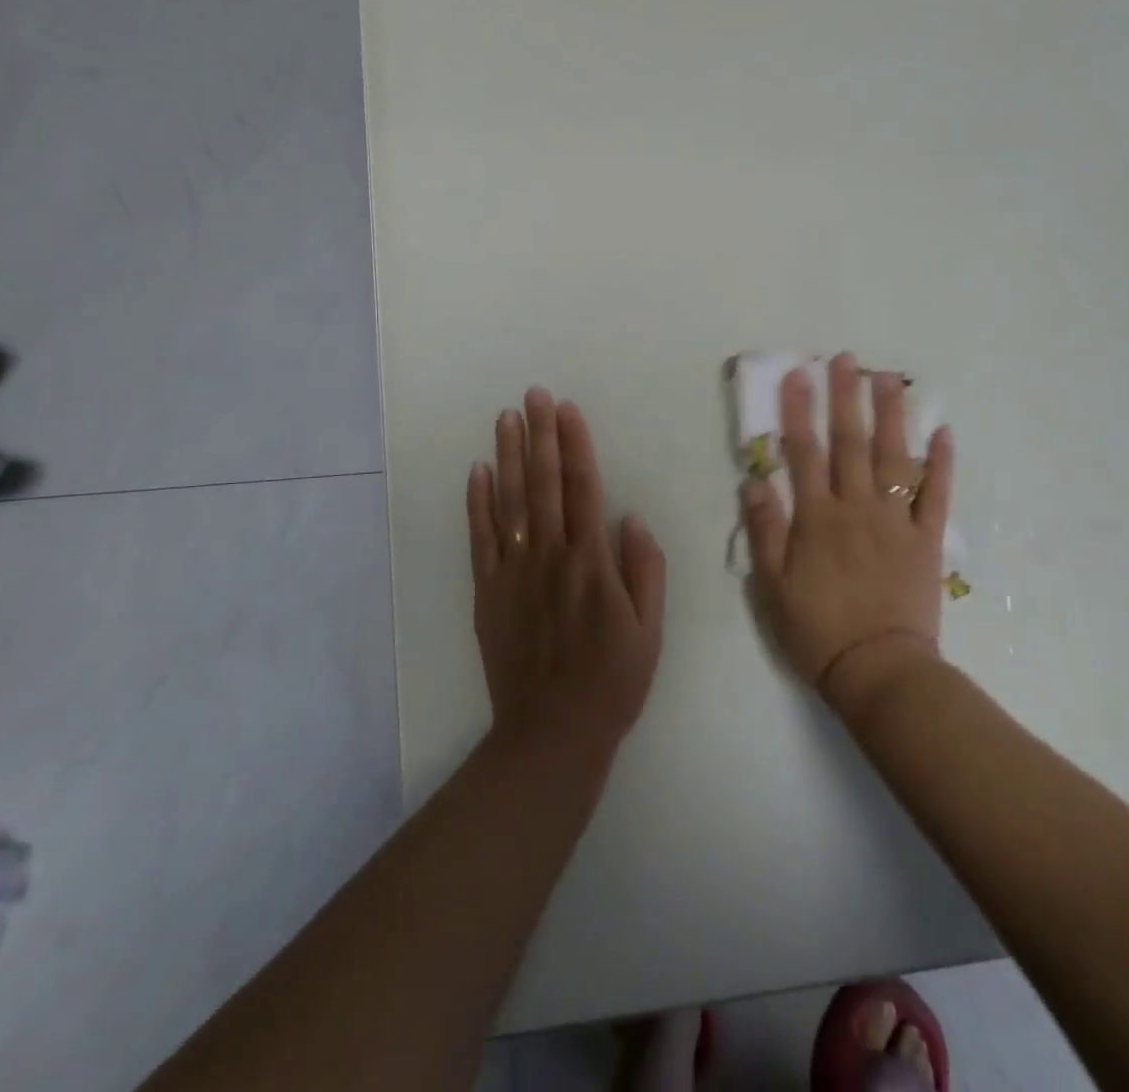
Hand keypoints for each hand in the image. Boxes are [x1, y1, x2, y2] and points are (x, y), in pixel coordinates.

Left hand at [468, 388, 666, 763]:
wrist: (552, 732)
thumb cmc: (611, 681)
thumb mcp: (650, 631)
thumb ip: (645, 570)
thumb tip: (629, 518)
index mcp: (592, 563)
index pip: (583, 489)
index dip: (575, 445)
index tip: (566, 409)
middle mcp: (551, 556)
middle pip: (543, 484)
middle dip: (539, 435)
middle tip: (532, 395)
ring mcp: (514, 572)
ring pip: (510, 502)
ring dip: (508, 456)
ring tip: (506, 419)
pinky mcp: (488, 592)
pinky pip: (481, 539)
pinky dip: (478, 503)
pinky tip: (478, 472)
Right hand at [741, 353, 954, 718]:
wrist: (878, 670)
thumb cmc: (816, 629)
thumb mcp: (772, 585)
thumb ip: (765, 530)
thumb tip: (755, 480)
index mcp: (817, 517)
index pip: (805, 452)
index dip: (799, 411)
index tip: (798, 374)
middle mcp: (857, 507)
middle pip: (851, 443)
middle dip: (846, 398)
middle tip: (847, 360)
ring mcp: (896, 521)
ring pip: (895, 457)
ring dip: (891, 416)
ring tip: (889, 380)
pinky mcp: (926, 540)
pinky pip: (937, 495)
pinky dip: (942, 464)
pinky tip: (944, 433)